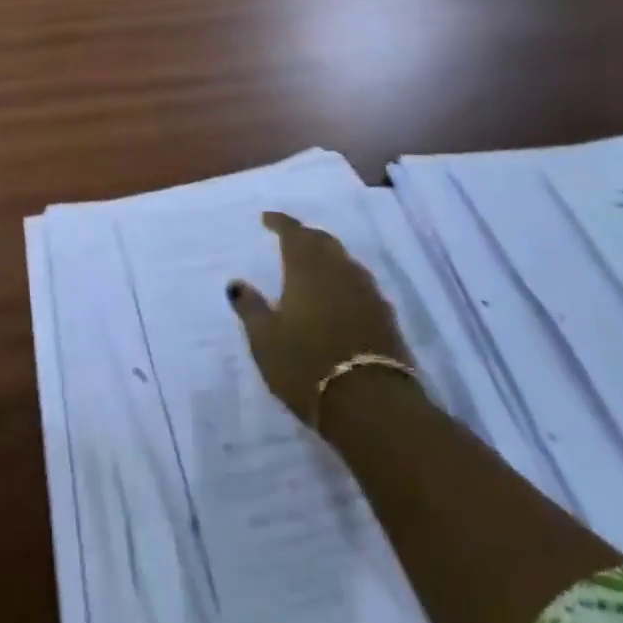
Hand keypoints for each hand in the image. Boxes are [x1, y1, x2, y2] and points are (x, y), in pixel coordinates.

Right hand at [227, 213, 411, 424]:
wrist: (371, 404)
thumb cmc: (306, 365)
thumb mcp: (265, 340)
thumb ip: (250, 307)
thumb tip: (236, 283)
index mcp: (306, 267)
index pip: (293, 231)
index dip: (279, 222)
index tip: (267, 219)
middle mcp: (339, 269)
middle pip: (322, 241)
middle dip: (305, 236)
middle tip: (290, 239)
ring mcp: (366, 291)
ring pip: (344, 260)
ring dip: (327, 257)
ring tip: (313, 265)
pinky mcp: (385, 315)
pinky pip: (360, 284)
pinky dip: (344, 281)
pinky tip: (339, 296)